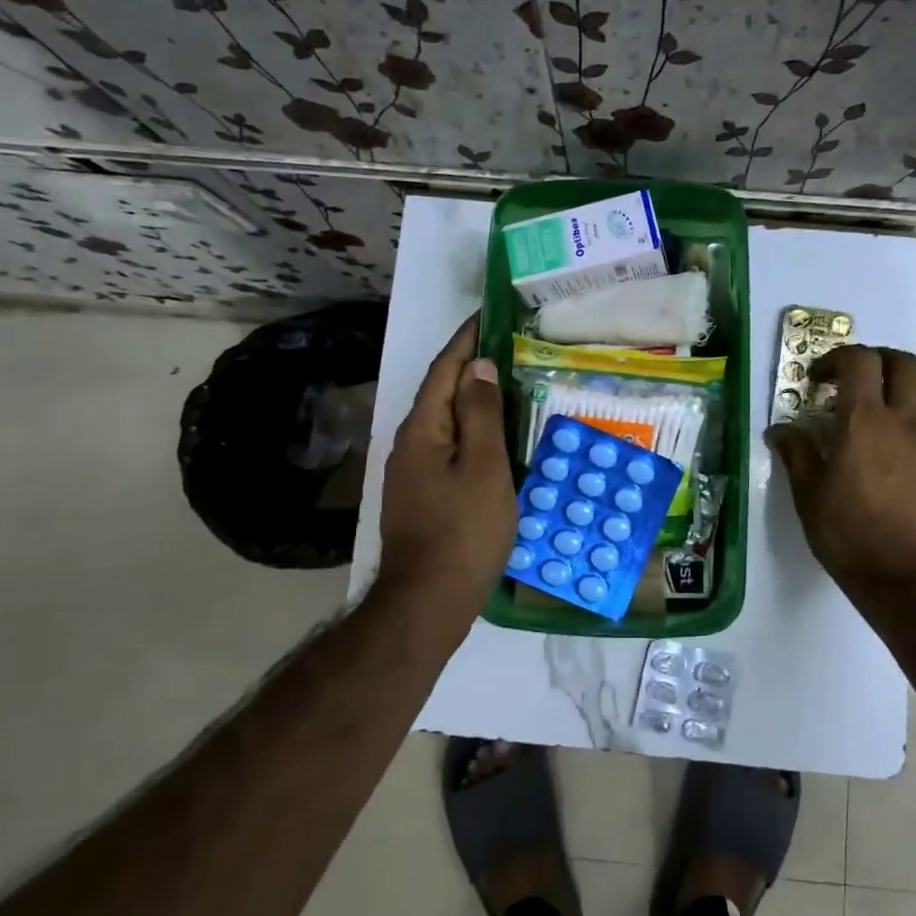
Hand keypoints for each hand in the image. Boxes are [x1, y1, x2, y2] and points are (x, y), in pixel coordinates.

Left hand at [375, 315, 516, 621]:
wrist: (428, 601)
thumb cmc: (464, 531)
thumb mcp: (484, 468)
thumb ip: (481, 414)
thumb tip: (478, 366)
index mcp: (423, 429)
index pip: (445, 369)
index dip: (466, 340)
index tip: (490, 315)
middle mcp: (408, 442)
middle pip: (440, 392)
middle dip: (469, 366)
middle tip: (507, 348)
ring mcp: (410, 471)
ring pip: (444, 421)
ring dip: (470, 398)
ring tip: (505, 385)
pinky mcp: (419, 494)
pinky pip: (446, 446)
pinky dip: (469, 430)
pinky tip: (491, 437)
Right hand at [767, 346, 915, 600]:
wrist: (906, 577)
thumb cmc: (848, 533)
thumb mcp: (808, 495)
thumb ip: (796, 454)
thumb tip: (780, 431)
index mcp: (864, 421)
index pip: (860, 360)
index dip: (837, 359)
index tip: (820, 380)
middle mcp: (905, 421)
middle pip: (907, 363)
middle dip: (880, 361)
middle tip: (858, 380)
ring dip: (909, 388)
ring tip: (888, 408)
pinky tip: (902, 450)